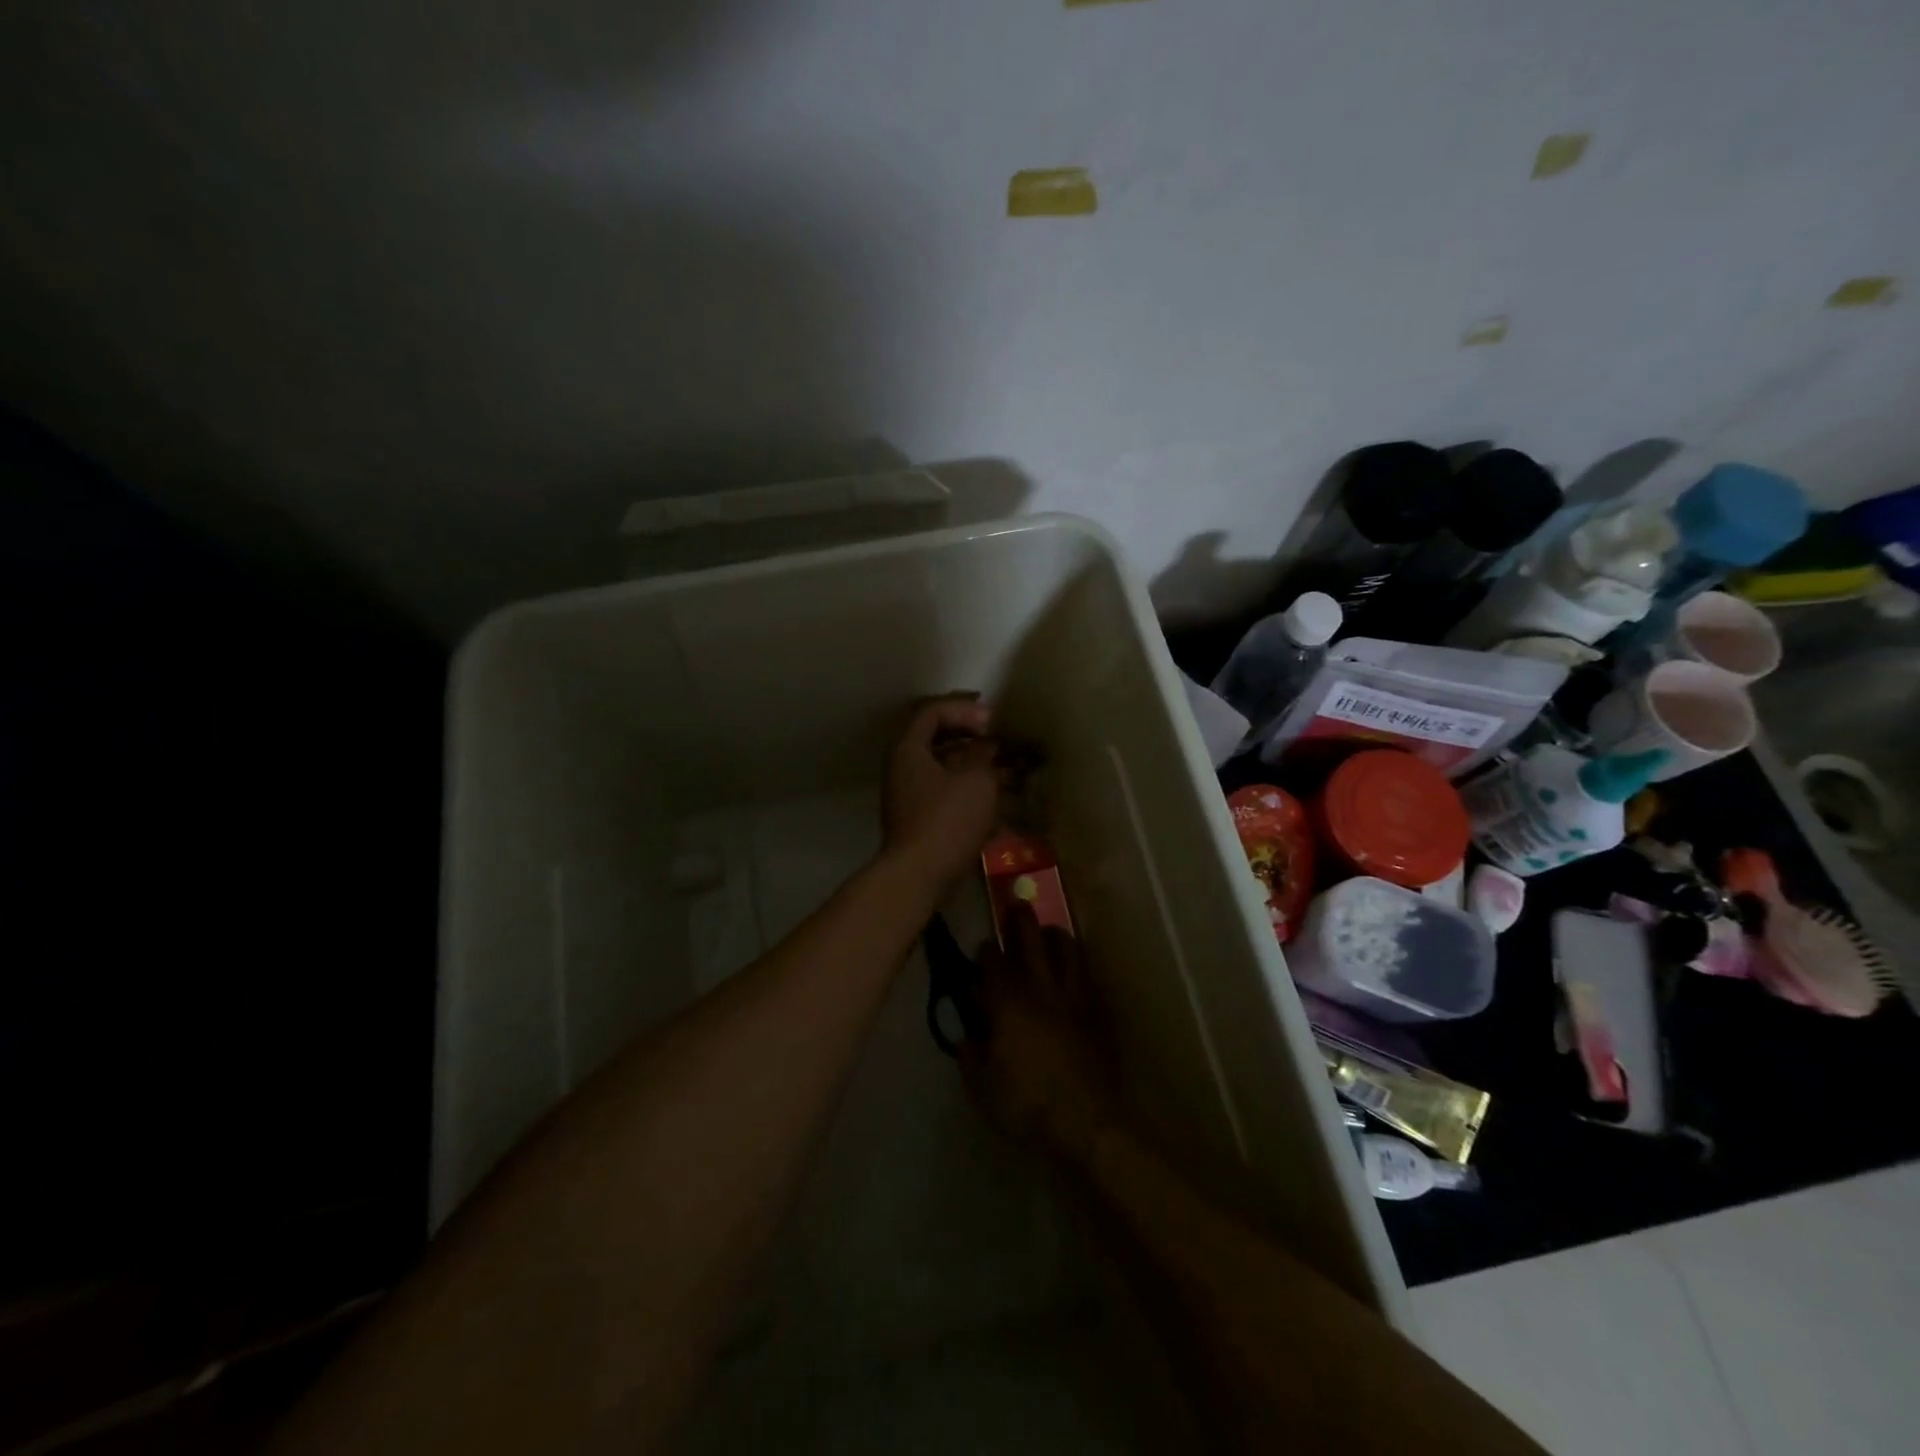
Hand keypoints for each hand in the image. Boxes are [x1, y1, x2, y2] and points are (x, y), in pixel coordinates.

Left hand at [881, 694, 1002, 890]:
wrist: (919, 874)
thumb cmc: (947, 820)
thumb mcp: (976, 780)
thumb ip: (984, 755)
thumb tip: (988, 745)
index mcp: (908, 748)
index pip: (932, 711)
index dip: (964, 709)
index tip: (992, 721)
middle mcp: (902, 766)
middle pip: (934, 737)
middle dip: (969, 734)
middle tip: (996, 737)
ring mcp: (908, 793)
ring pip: (941, 765)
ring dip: (971, 762)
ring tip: (1002, 766)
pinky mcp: (918, 816)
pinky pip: (943, 789)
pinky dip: (966, 786)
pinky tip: (993, 795)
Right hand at [962, 910, 1121, 1167]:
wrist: (1086, 1120)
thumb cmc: (1025, 1104)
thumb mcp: (981, 1087)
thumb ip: (970, 1056)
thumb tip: (968, 1038)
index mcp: (1006, 1000)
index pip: (992, 962)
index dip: (986, 951)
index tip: (983, 948)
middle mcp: (1039, 987)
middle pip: (1031, 939)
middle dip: (1021, 920)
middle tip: (1017, 905)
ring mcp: (1072, 996)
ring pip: (1066, 949)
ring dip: (1055, 934)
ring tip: (1049, 931)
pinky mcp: (1095, 1011)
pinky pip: (1085, 977)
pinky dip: (1077, 967)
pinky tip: (1074, 971)